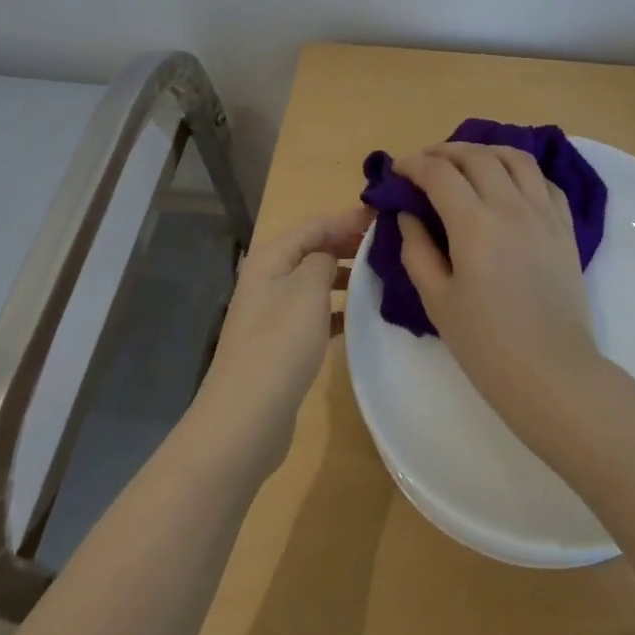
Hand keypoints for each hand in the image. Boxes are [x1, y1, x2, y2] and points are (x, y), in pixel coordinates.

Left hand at [190, 205, 372, 474]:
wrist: (246, 417)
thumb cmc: (280, 344)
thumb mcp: (308, 289)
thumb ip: (324, 259)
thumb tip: (331, 253)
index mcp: (271, 258)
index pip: (314, 224)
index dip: (348, 218)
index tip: (384, 218)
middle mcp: (268, 279)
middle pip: (312, 249)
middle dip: (346, 244)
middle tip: (387, 245)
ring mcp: (272, 313)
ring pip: (314, 281)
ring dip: (344, 276)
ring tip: (380, 277)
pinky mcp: (280, 343)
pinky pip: (314, 312)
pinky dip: (336, 309)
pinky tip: (360, 315)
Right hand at [393, 143, 603, 436]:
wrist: (551, 373)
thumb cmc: (486, 344)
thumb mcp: (437, 300)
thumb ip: (417, 250)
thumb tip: (409, 214)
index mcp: (474, 223)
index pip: (439, 173)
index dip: (413, 165)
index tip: (398, 170)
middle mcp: (511, 205)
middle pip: (477, 156)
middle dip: (445, 151)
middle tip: (426, 164)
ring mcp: (544, 212)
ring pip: (516, 157)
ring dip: (486, 151)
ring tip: (468, 162)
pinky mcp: (565, 226)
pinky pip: (544, 181)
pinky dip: (521, 171)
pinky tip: (509, 183)